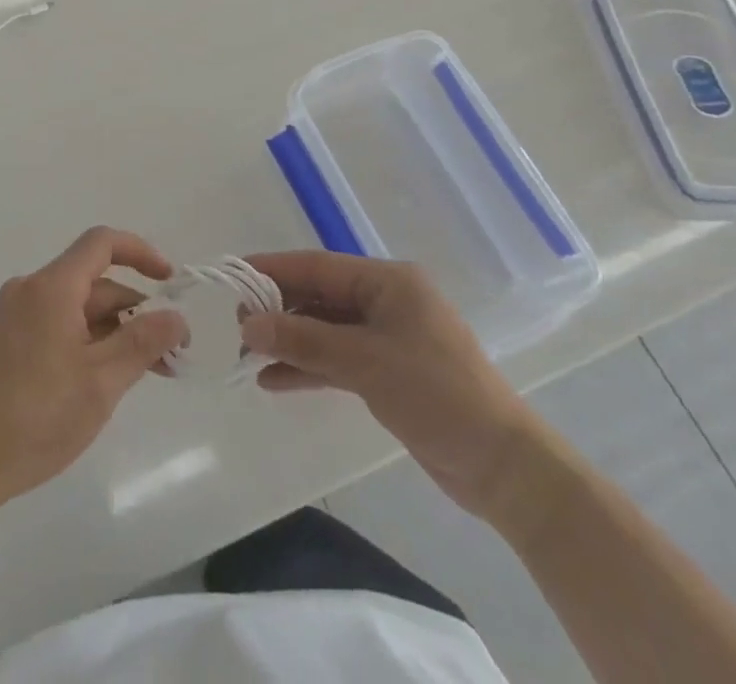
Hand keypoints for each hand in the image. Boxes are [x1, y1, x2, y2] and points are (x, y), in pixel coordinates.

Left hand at [0, 227, 188, 510]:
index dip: (140, 253)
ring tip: (142, 374)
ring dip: (111, 332)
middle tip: (168, 355)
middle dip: (133, 311)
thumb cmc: (35, 417)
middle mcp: (29, 289)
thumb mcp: (101, 382)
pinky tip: (100, 380)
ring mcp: (11, 316)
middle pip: (92, 283)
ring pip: (74, 308)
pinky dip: (84, 341)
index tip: (170, 281)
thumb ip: (144, 342)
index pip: (101, 243)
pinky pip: (54, 325)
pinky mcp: (2, 342)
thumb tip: (176, 317)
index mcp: (51, 286)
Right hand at [240, 251, 546, 519]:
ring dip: (289, 342)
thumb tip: (247, 324)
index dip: (273, 269)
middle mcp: (386, 301)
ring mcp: (387, 338)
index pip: (317, 267)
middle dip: (278, 310)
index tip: (232, 275)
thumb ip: (303, 340)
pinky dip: (308, 368)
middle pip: (319, 297)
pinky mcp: (388, 373)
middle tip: (236, 325)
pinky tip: (274, 381)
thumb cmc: (436, 394)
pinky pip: (337, 360)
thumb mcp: (364, 362)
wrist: (503, 467)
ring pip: (325, 330)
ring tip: (247, 355)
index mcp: (387, 282)